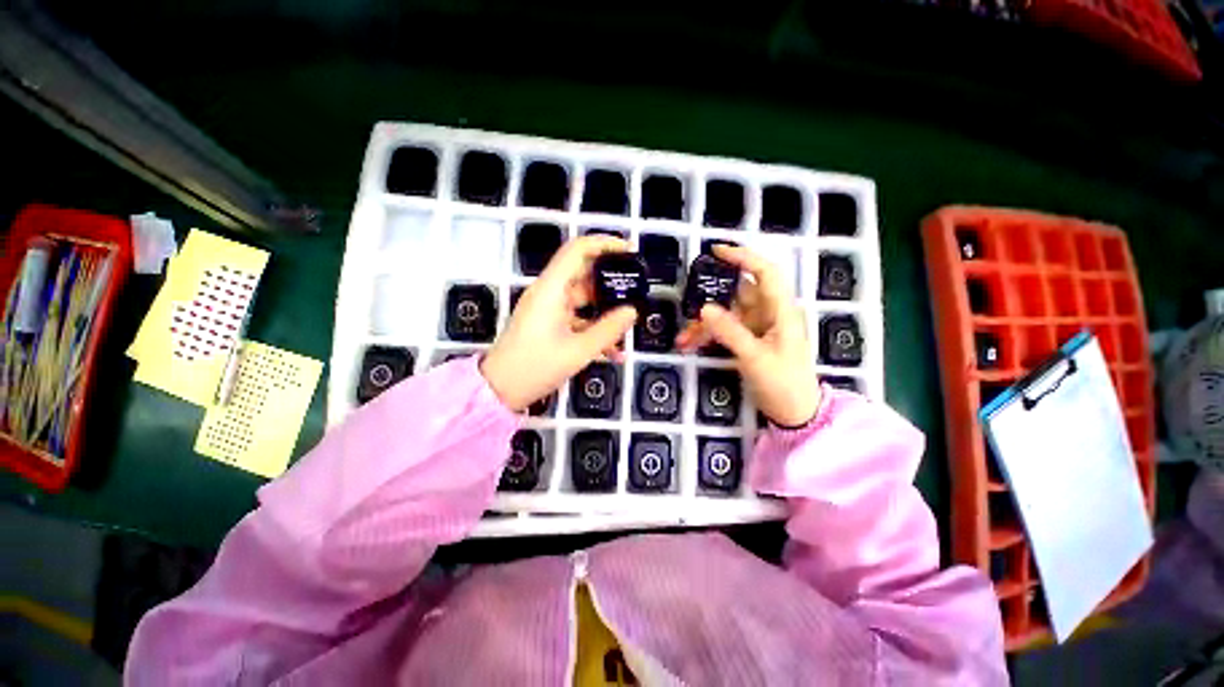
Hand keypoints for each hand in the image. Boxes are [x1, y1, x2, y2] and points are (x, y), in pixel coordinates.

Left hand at [481, 235, 637, 411]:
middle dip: (612, 281)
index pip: (578, 250)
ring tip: (629, 325)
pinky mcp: (550, 324)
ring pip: (584, 299)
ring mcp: (549, 309)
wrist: (499, 390)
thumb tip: (632, 311)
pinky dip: (595, 329)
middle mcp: (549, 293)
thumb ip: (609, 329)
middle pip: (584, 273)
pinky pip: (578, 318)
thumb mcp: (578, 351)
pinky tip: (614, 351)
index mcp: (551, 289)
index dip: (605, 244)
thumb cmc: (535, 367)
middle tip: (637, 290)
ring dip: (606, 311)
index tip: (630, 251)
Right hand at [677, 244, 820, 426]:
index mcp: (781, 311)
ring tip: (683, 339)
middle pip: (737, 295)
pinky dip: (707, 335)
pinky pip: (724, 330)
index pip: (765, 272)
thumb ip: (730, 332)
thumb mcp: (755, 358)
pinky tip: (690, 344)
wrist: (796, 413)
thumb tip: (704, 308)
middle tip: (686, 305)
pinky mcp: (748, 340)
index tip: (716, 251)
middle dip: (710, 300)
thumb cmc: (783, 384)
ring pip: (726, 314)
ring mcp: (757, 327)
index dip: (743, 257)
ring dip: (703, 325)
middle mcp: (769, 313)